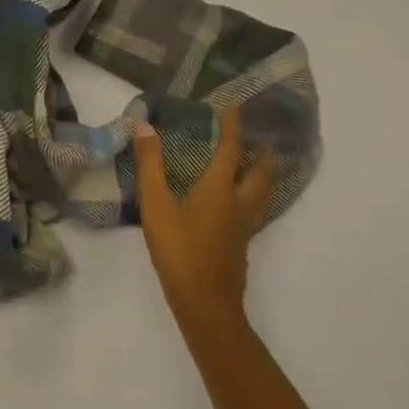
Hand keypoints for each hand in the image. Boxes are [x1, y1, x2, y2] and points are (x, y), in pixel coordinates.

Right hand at [136, 105, 275, 327]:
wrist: (206, 304)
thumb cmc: (179, 249)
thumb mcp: (156, 204)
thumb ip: (151, 165)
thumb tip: (145, 126)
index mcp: (219, 189)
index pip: (231, 149)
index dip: (234, 125)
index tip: (237, 103)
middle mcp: (238, 203)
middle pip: (259, 173)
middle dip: (262, 152)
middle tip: (264, 136)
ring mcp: (243, 227)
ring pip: (262, 194)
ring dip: (264, 174)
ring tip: (261, 164)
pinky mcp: (241, 244)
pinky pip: (255, 210)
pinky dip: (255, 195)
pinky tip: (241, 201)